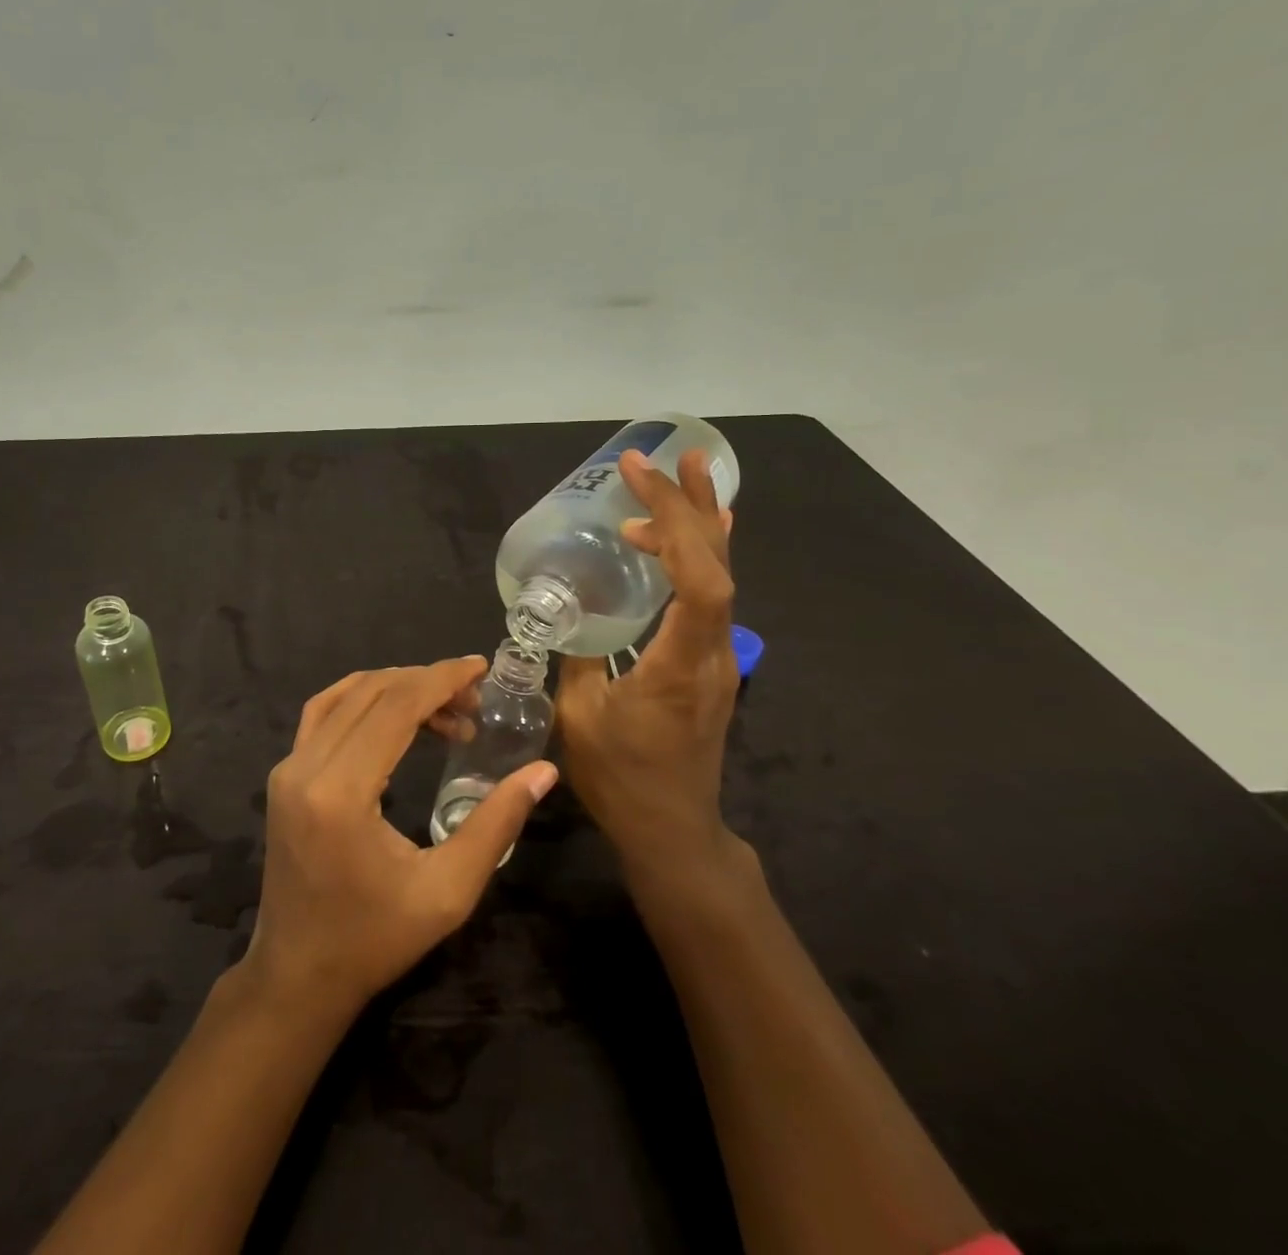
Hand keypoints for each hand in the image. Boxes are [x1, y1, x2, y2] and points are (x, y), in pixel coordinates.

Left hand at [243, 658, 558, 1019]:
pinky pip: (322, 714)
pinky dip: (361, 699)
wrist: (298, 975)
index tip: (479, 668)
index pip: (395, 707)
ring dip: (395, 688)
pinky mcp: (283, 775)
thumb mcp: (448, 891)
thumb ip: (496, 825)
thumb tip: (542, 771)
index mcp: (342, 792)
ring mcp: (287, 768)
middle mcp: (305, 767)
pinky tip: (394, 715)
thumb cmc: (375, 940)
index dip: (441, 679)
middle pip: (371, 693)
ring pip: (344, 696)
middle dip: (426, 683)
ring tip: (444, 710)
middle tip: (473, 700)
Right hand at [556, 448, 742, 886]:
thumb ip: (576, 655)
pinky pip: (715, 596)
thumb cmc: (622, 778)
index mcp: (681, 664)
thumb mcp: (580, 717)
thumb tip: (564, 608)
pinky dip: (704, 555)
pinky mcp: (712, 664)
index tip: (638, 483)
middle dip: (692, 505)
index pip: (699, 581)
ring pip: (723, 577)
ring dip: (702, 524)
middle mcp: (713, 653)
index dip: (676, 524)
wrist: (672, 829)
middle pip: (717, 566)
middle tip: (671, 457)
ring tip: (685, 476)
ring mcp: (719, 658)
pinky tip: (700, 534)